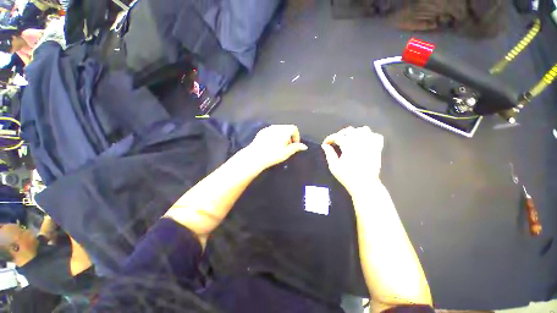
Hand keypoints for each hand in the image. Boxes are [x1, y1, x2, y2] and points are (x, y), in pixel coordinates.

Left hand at [243, 125, 307, 171]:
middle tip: (288, 146)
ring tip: (279, 146)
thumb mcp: (286, 153)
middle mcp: (276, 127)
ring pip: (278, 129)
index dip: (296, 136)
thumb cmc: (273, 154)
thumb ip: (296, 147)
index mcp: (284, 130)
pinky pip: (271, 131)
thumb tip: (304, 146)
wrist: (255, 156)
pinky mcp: (261, 132)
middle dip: (289, 136)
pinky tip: (271, 144)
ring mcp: (268, 128)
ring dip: (282, 135)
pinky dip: (274, 135)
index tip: (294, 144)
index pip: (294, 128)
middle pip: (286, 128)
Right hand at [321, 126, 383, 194]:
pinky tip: (364, 141)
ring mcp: (370, 144)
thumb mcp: (334, 166)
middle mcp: (360, 142)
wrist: (364, 185)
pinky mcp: (377, 148)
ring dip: (355, 132)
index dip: (329, 138)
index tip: (325, 143)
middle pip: (349, 130)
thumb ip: (329, 154)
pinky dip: (370, 136)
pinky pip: (376, 136)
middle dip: (340, 134)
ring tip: (350, 139)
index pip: (337, 136)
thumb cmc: (347, 176)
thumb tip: (325, 145)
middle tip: (335, 141)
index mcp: (348, 146)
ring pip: (363, 129)